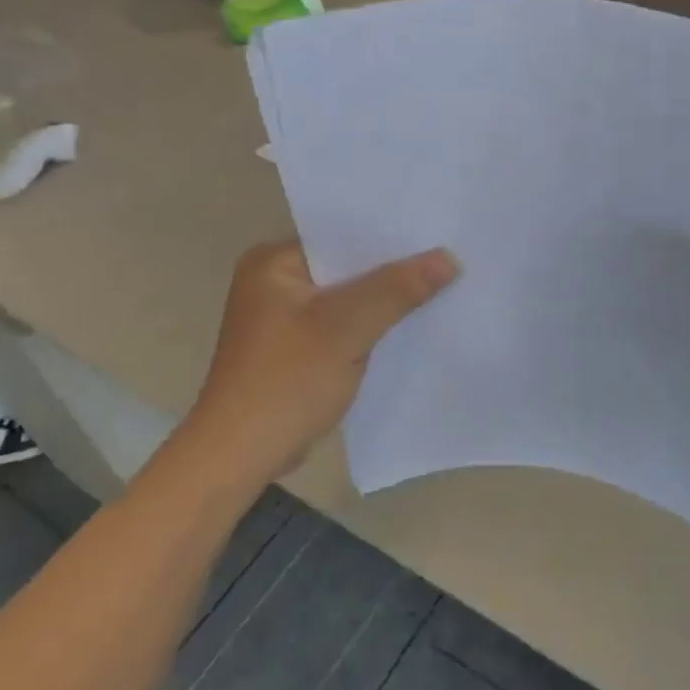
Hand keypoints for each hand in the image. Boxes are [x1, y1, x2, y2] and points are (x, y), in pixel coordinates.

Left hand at [187, 241, 460, 481]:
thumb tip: (449, 258)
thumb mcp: (346, 328)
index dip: (389, 236)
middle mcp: (275, 282)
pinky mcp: (295, 350)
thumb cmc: (286, 381)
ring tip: (441, 287)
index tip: (437, 234)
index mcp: (273, 262)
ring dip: (384, 301)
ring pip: (348, 299)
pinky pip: (342, 326)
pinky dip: (370, 328)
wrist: (240, 456)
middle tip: (449, 259)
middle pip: (347, 268)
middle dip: (393, 270)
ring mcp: (284, 319)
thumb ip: (396, 290)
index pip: (341, 236)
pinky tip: (410, 327)